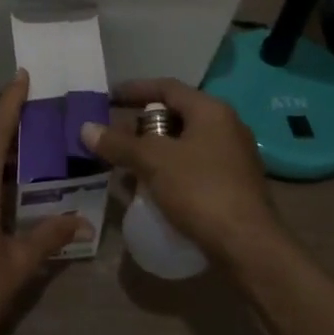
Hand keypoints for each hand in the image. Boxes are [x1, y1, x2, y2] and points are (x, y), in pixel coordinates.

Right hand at [81, 78, 281, 265]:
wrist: (248, 247)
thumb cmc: (201, 191)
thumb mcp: (153, 162)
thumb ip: (119, 144)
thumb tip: (86, 129)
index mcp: (211, 111)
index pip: (167, 87)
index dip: (135, 90)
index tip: (108, 98)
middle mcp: (226, 127)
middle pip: (177, 115)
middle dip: (143, 125)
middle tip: (116, 137)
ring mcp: (233, 157)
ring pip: (185, 144)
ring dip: (155, 151)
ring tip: (127, 165)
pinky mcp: (234, 186)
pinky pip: (194, 167)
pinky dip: (170, 171)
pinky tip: (152, 189)